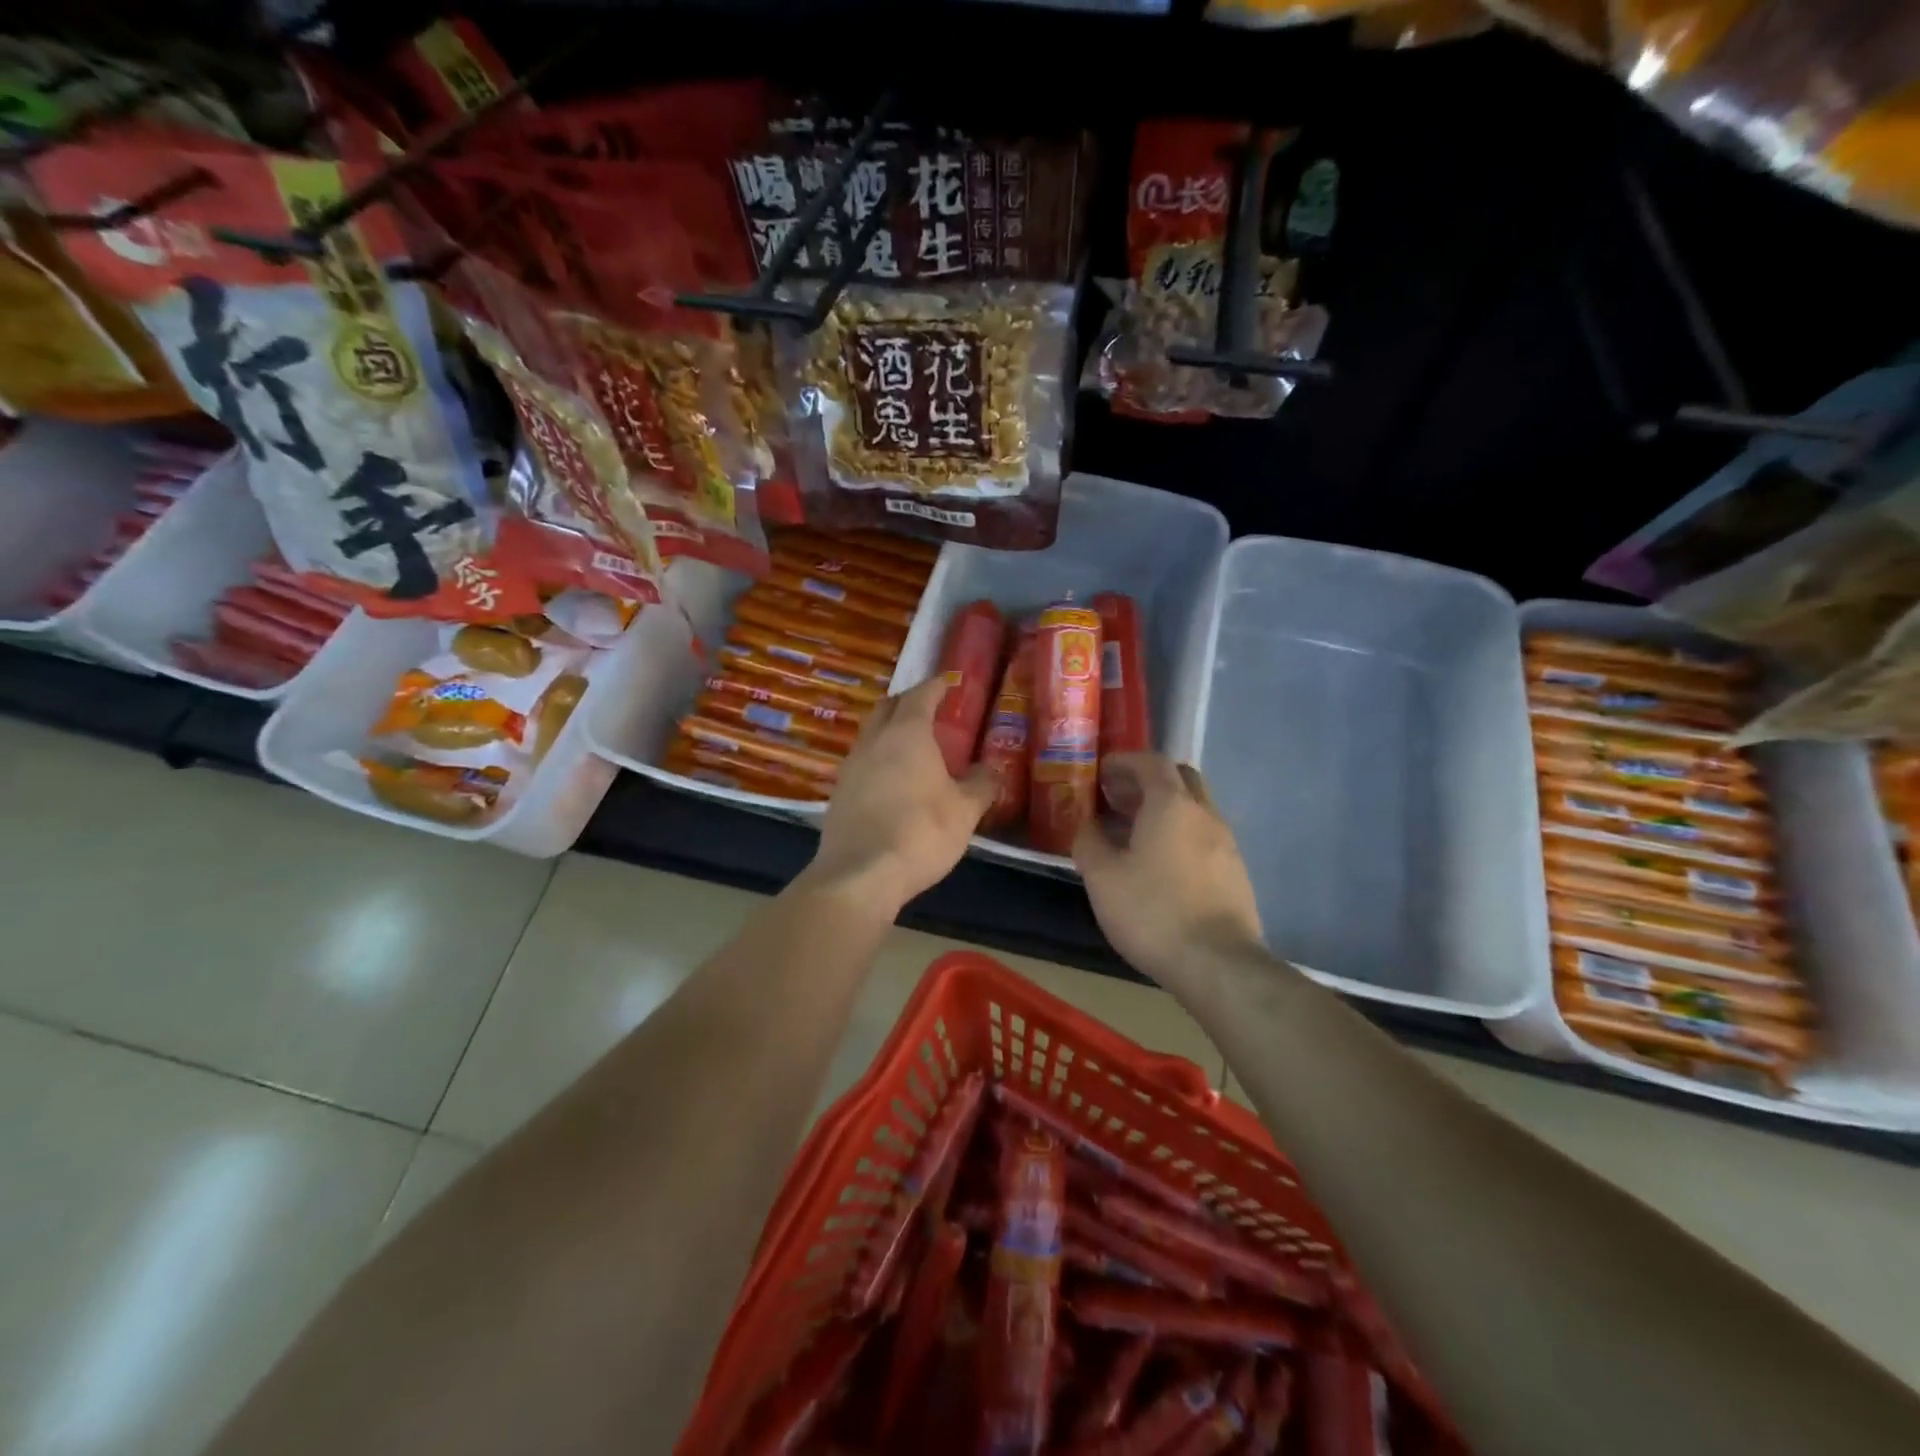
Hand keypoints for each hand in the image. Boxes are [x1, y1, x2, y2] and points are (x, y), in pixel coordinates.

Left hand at [805, 677, 996, 915]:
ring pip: (871, 734)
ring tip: (912, 746)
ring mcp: (851, 765)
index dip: (936, 686)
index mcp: (907, 732)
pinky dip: (879, 759)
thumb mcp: (964, 811)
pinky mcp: (838, 792)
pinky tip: (892, 779)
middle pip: (888, 707)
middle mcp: (874, 740)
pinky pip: (862, 762)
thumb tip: (993, 769)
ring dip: (890, 731)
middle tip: (930, 710)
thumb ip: (981, 785)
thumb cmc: (920, 832)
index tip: (948, 683)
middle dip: (908, 702)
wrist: (860, 874)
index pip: (921, 695)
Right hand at [1073, 752, 1265, 984]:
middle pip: (1179, 778)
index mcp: (1171, 805)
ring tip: (1133, 833)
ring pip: (1194, 808)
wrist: (1218, 964)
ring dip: (1165, 809)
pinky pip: (1204, 836)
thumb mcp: (1102, 877)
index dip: (1125, 761)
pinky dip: (1180, 834)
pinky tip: (1160, 864)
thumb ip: (1089, 841)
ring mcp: (1226, 843)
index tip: (1101, 771)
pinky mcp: (1235, 872)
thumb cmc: (1153, 912)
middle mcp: (1204, 813)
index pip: (1151, 762)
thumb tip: (1087, 824)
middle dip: (1148, 781)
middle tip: (1118, 798)